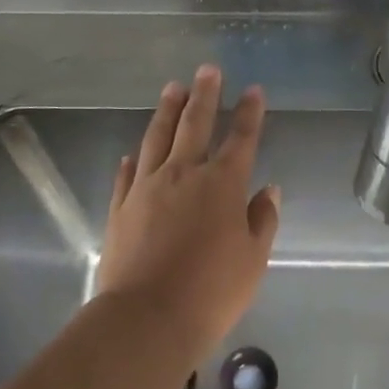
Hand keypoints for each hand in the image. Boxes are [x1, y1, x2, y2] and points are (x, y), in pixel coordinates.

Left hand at [98, 65, 280, 353]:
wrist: (147, 319)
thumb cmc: (211, 291)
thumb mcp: (252, 259)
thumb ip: (262, 219)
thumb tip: (268, 190)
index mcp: (222, 184)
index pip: (241, 138)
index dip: (249, 112)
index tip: (253, 89)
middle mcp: (184, 174)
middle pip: (195, 124)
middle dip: (204, 95)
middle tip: (207, 69)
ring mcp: (147, 188)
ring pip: (157, 138)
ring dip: (167, 111)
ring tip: (172, 88)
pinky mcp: (121, 207)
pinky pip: (127, 175)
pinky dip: (133, 160)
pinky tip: (133, 151)